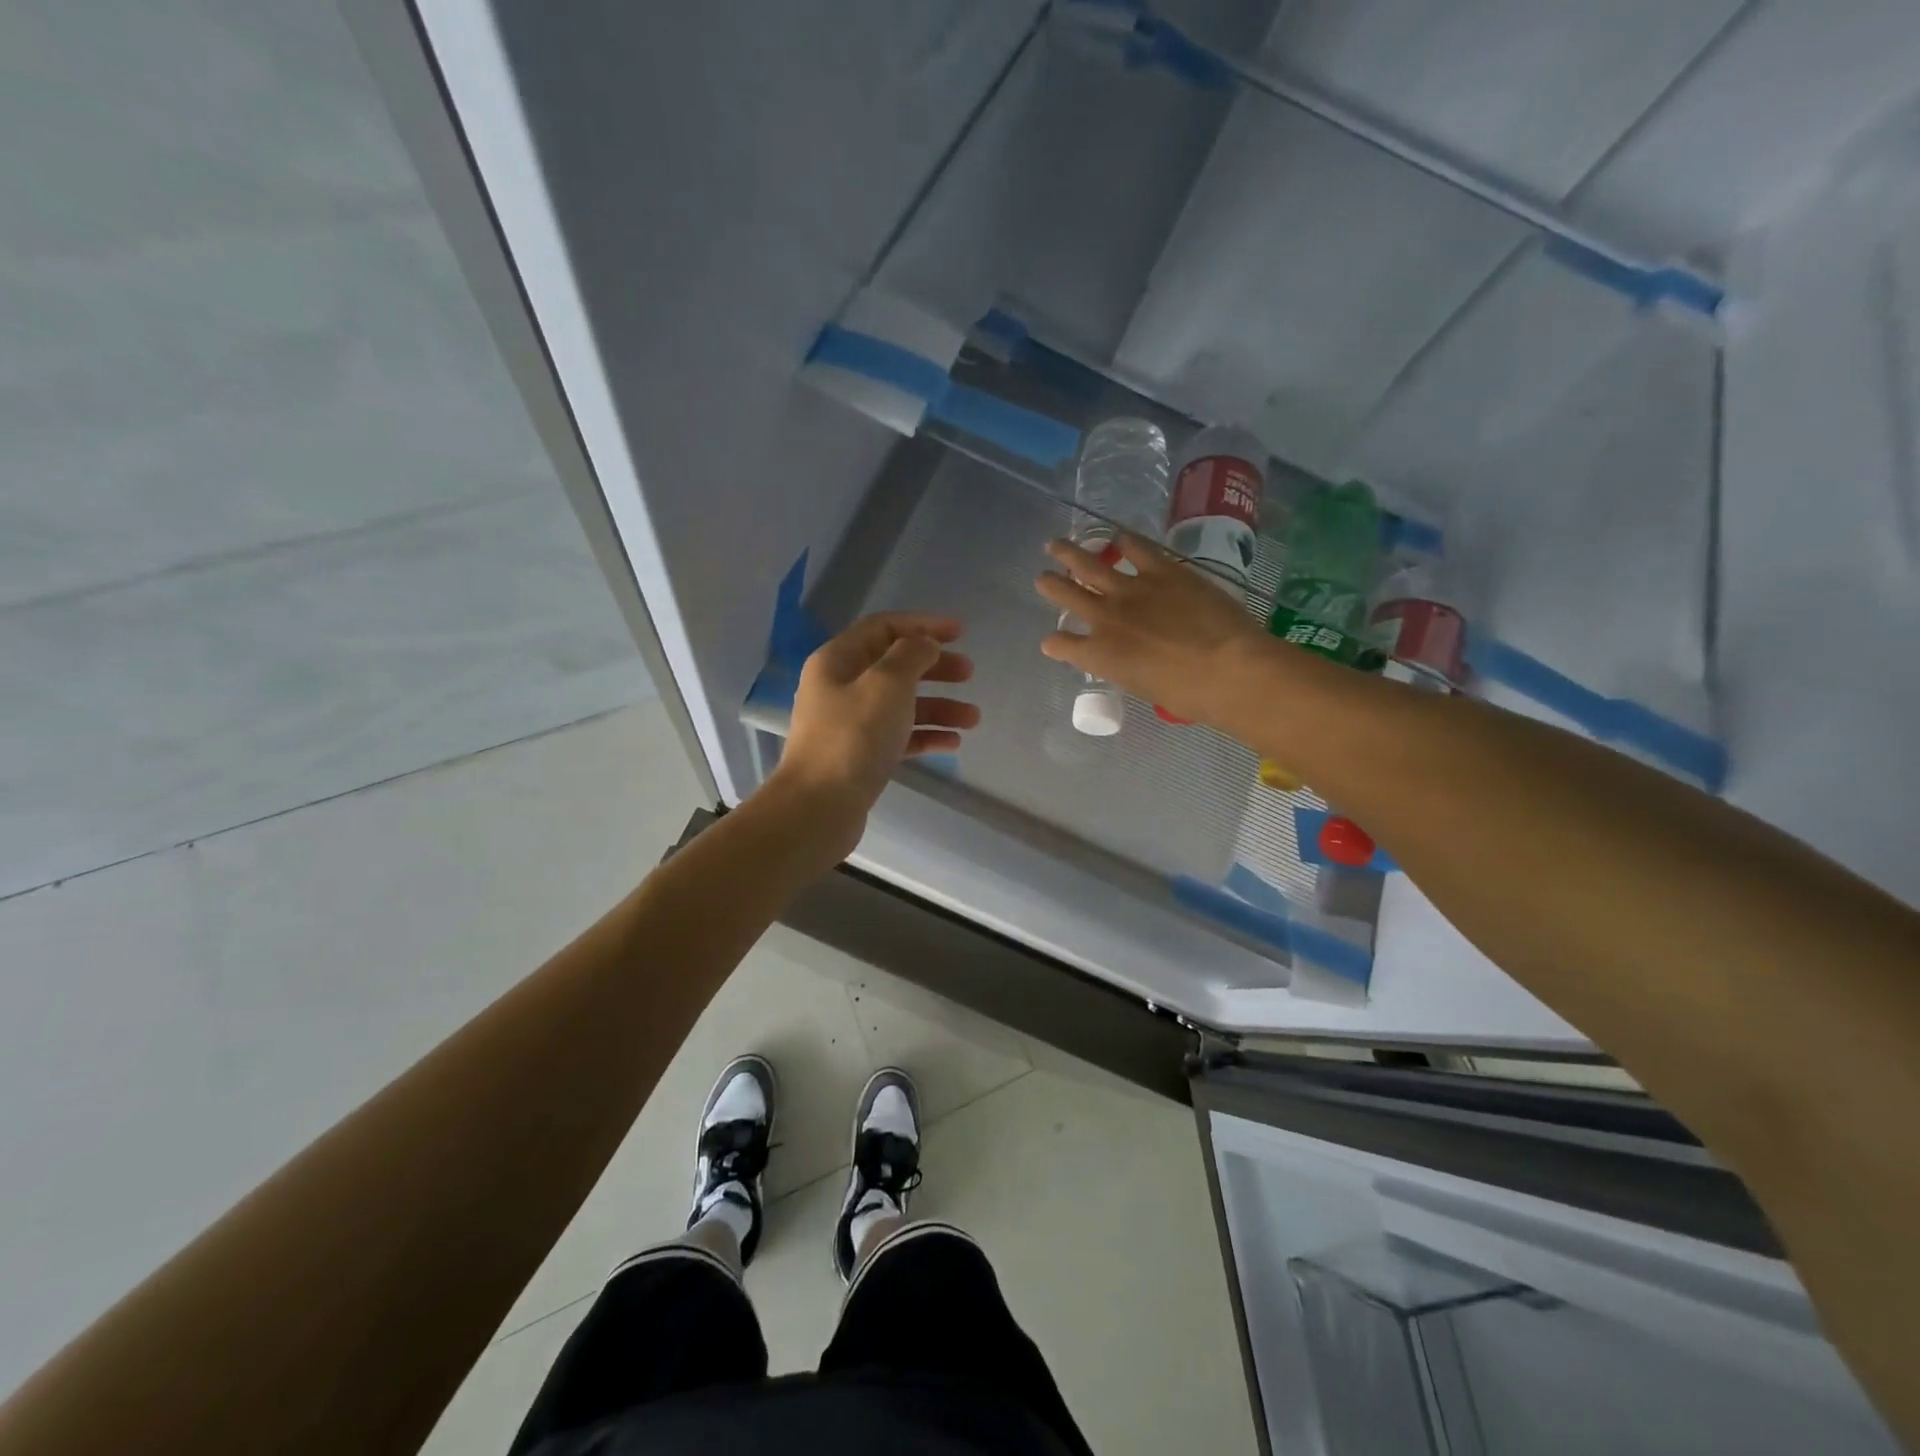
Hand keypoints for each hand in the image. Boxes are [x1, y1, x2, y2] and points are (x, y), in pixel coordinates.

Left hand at [766, 613, 978, 862]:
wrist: (819, 807)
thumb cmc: (854, 737)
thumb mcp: (887, 684)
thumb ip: (911, 654)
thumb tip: (924, 645)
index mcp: (838, 660)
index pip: (883, 627)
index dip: (923, 625)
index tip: (961, 632)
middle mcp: (840, 687)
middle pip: (894, 666)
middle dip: (934, 667)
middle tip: (969, 673)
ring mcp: (849, 724)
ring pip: (901, 704)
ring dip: (938, 706)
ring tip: (973, 718)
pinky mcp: (859, 757)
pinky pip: (898, 736)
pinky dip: (926, 736)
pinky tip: (953, 743)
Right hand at [1034, 532, 1269, 728]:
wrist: (1226, 669)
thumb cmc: (1189, 696)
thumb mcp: (1145, 688)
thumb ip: (1130, 669)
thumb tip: (1135, 661)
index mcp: (1099, 655)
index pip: (1061, 645)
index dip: (1054, 643)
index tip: (1052, 642)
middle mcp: (1105, 618)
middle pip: (1067, 595)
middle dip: (1051, 585)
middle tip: (1042, 577)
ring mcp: (1132, 590)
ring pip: (1089, 565)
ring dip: (1069, 554)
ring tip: (1055, 544)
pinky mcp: (1162, 570)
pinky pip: (1136, 548)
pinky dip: (1124, 542)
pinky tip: (1118, 537)